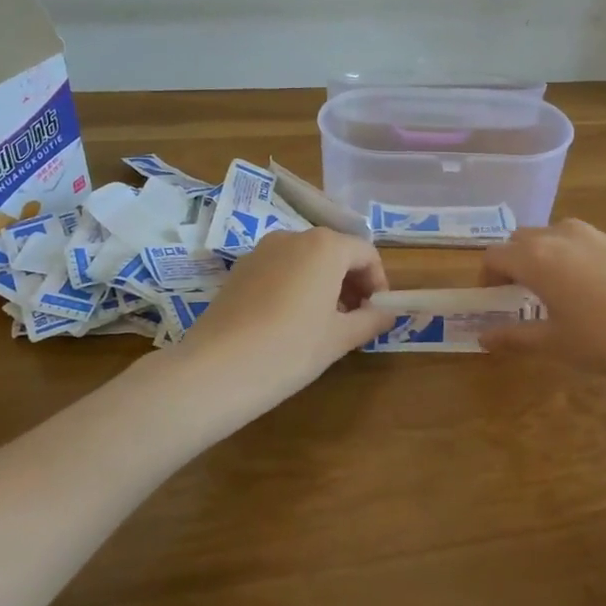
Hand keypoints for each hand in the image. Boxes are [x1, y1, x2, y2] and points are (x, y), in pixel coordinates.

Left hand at [178, 227, 395, 406]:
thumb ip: (371, 320)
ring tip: (324, 324)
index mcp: (325, 246)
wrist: (217, 368)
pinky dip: (296, 286)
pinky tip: (291, 322)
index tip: (378, 313)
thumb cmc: (292, 348)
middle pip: (335, 252)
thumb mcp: (340, 338)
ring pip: (306, 260)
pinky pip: (281, 269)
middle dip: (352, 282)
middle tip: (356, 320)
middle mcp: (294, 237)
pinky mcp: (240, 269)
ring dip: (324, 284)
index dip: (379, 283)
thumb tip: (388, 314)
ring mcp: (262, 251)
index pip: (366, 254)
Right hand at [478, 219, 605, 387]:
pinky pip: (582, 242)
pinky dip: (572, 257)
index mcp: (536, 257)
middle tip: (519, 296)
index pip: (494, 255)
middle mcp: (561, 235)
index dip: (486, 277)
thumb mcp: (555, 344)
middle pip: (521, 239)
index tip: (492, 300)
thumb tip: (483, 337)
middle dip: (513, 262)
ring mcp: (595, 234)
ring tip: (555, 291)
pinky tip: (593, 291)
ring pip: (553, 235)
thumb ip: (514, 337)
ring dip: (543, 256)